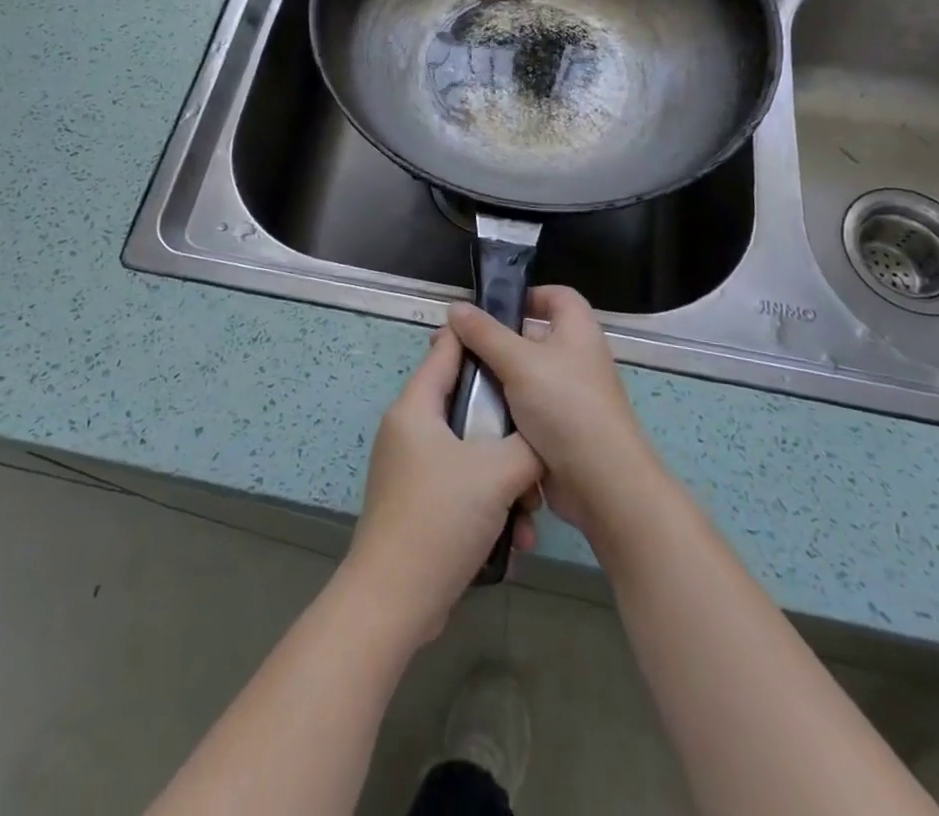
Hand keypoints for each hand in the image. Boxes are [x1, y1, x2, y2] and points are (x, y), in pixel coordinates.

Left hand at [346, 329, 544, 642]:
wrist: (395, 601)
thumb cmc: (441, 518)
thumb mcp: (497, 473)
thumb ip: (527, 445)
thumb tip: (543, 439)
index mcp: (417, 407)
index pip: (447, 350)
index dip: (479, 338)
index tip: (517, 339)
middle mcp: (410, 430)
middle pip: (467, 407)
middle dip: (507, 431)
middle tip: (538, 447)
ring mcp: (412, 469)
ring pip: (470, 453)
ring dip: (505, 479)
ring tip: (530, 511)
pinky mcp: (419, 504)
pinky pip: (462, 487)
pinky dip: (489, 504)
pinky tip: (515, 538)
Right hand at [447, 285, 664, 545]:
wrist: (601, 484)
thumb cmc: (565, 407)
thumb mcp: (518, 362)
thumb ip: (484, 333)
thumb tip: (455, 307)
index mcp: (578, 331)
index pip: (557, 296)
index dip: (528, 295)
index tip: (492, 308)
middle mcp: (576, 358)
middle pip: (533, 336)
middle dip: (495, 340)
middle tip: (456, 347)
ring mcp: (569, 396)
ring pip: (524, 376)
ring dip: (494, 378)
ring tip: (454, 380)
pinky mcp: (559, 429)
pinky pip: (526, 408)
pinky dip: (503, 409)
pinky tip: (472, 413)